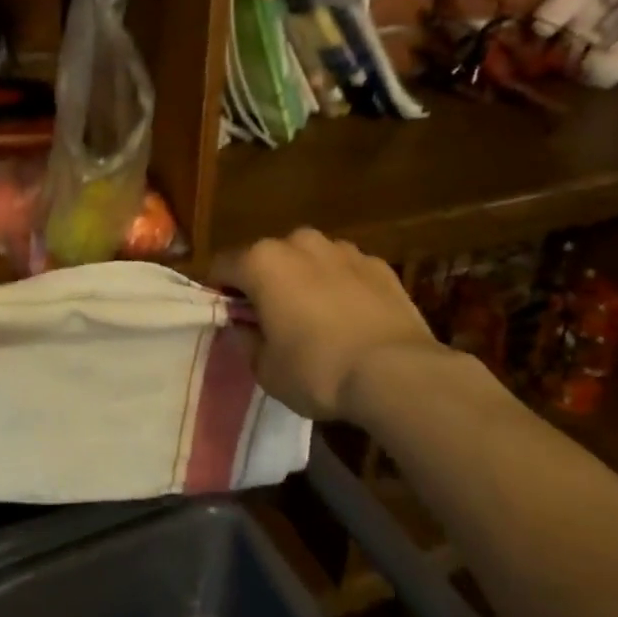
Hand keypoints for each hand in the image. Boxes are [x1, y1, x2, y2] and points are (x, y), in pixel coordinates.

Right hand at [211, 229, 440, 423]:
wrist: (397, 373)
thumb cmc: (317, 370)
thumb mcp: (265, 369)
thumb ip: (247, 340)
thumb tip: (247, 326)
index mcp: (262, 261)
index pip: (223, 266)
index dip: (220, 292)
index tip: (229, 317)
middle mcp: (300, 243)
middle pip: (269, 258)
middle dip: (266, 282)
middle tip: (273, 320)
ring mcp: (343, 249)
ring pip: (310, 259)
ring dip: (305, 280)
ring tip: (317, 319)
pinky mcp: (379, 264)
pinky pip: (346, 271)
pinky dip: (342, 286)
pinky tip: (352, 319)